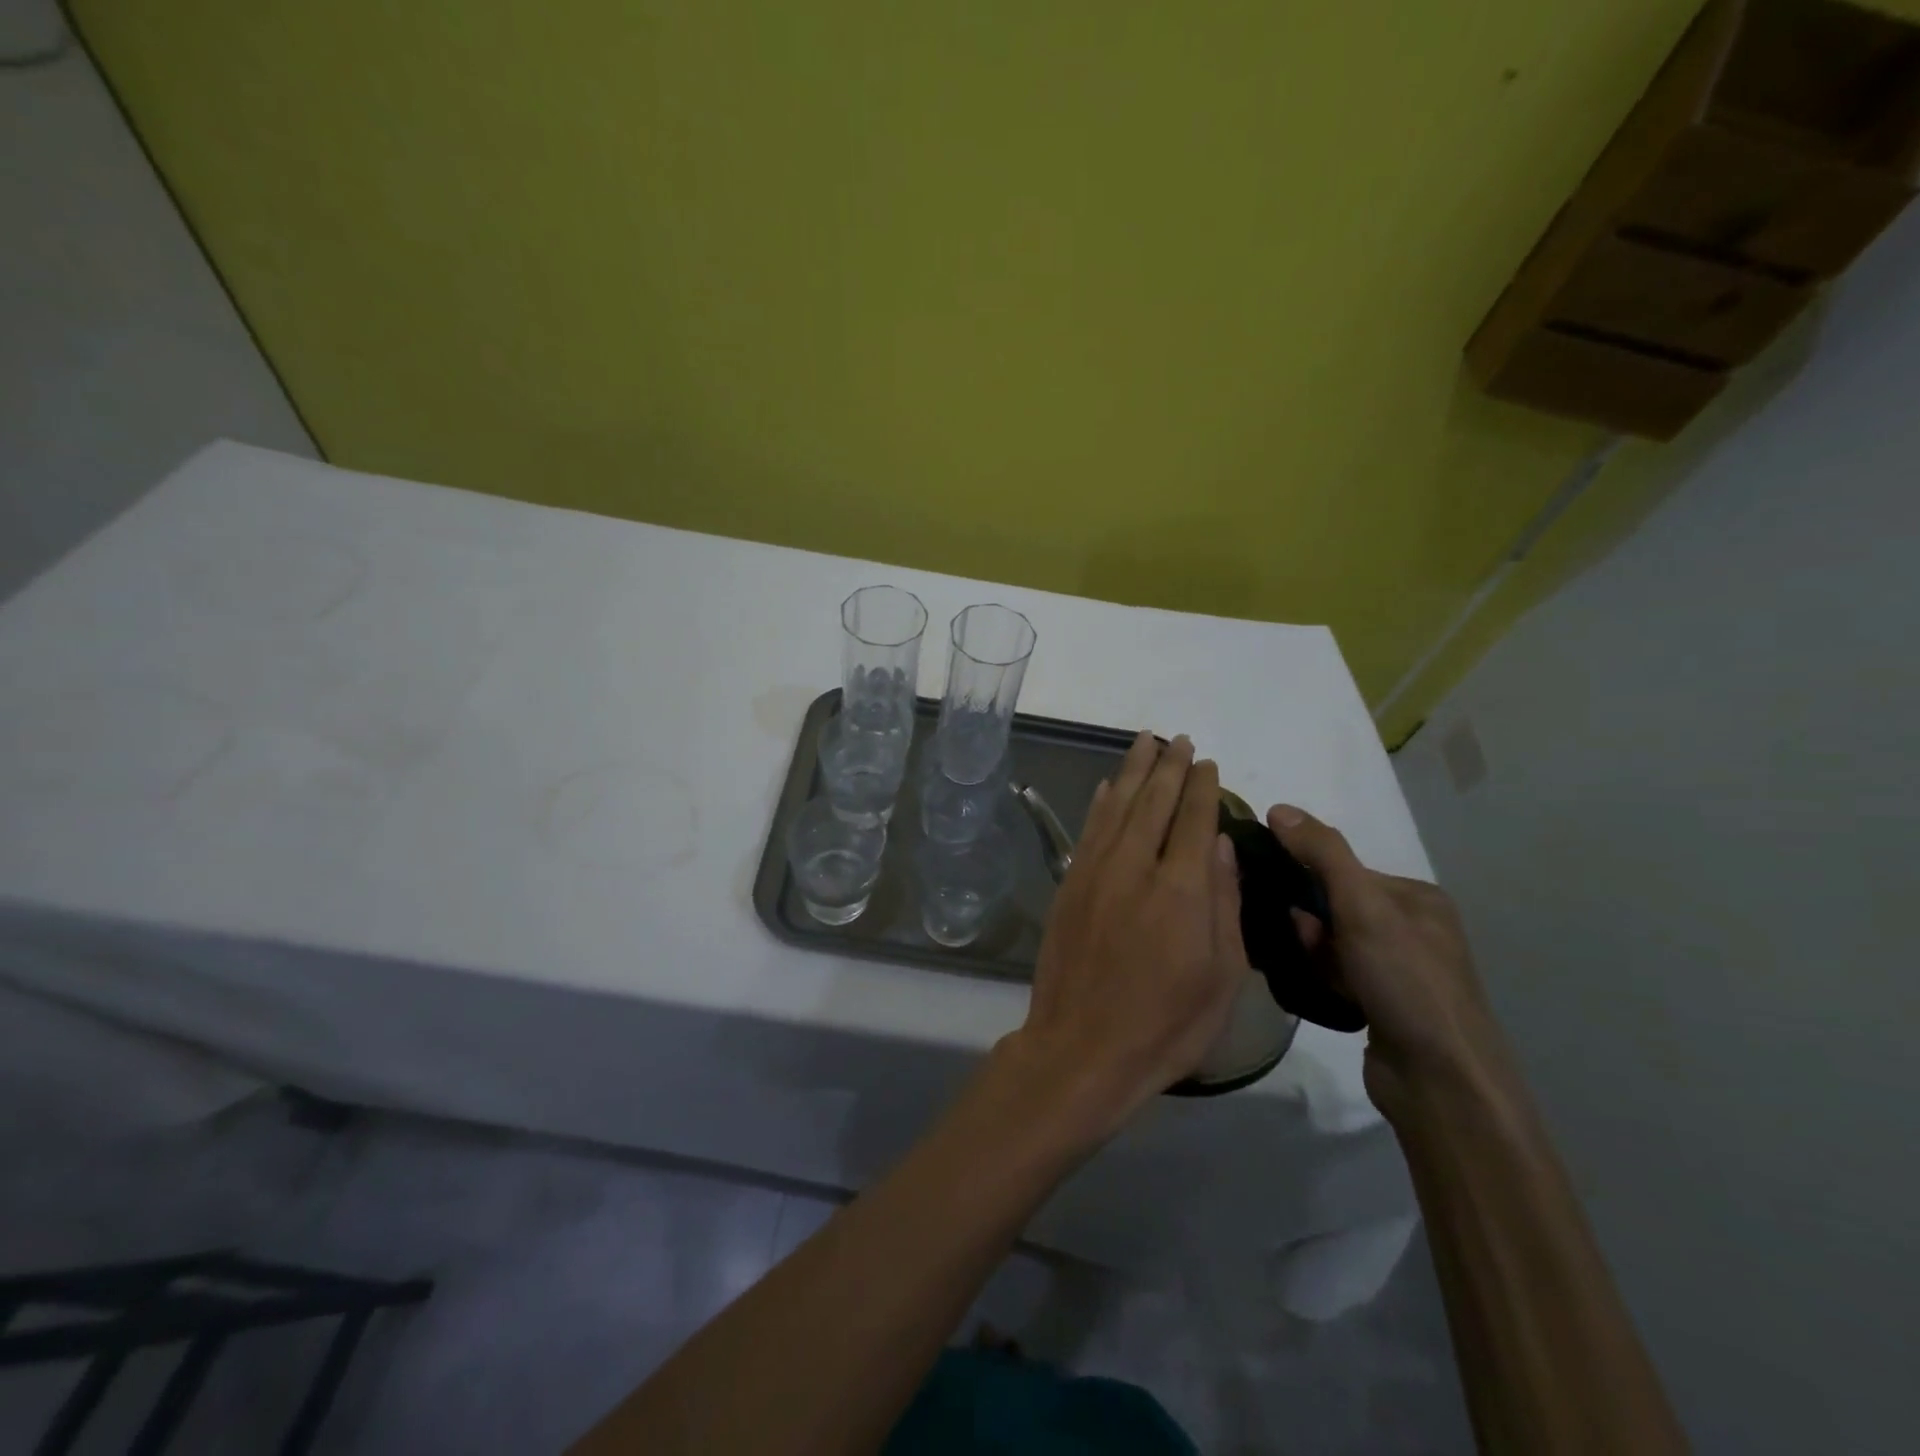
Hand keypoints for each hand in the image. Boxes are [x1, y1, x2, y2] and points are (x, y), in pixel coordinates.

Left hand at [1001, 733, 1248, 1142]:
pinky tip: (1109, 786)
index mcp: (1182, 889)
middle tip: (1180, 740)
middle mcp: (1136, 866)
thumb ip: (1224, 902)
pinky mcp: (1069, 884)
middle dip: (1170, 766)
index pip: (1195, 819)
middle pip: (1155, 801)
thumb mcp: (1222, 977)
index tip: (1208, 763)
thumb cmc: (1165, 1024)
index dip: (1203, 787)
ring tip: (1145, 742)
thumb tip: (1221, 843)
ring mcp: (1096, 871)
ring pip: (1118, 805)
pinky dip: (1102, 802)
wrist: (1082, 1047)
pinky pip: (1088, 829)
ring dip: (1134, 770)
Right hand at [1267, 805, 1506, 1116]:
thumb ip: (1323, 855)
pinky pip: (1336, 972)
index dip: (1307, 877)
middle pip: (1335, 904)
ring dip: (1312, 949)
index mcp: (1417, 899)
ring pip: (1332, 941)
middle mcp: (1412, 929)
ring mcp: (1399, 970)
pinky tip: (1315, 987)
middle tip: (1299, 939)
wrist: (1441, 1083)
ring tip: (1307, 968)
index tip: (1277, 892)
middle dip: (1309, 919)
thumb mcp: (1362, 908)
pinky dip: (1320, 975)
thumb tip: (1279, 808)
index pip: (1345, 870)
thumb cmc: (1406, 982)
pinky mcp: (1383, 1004)